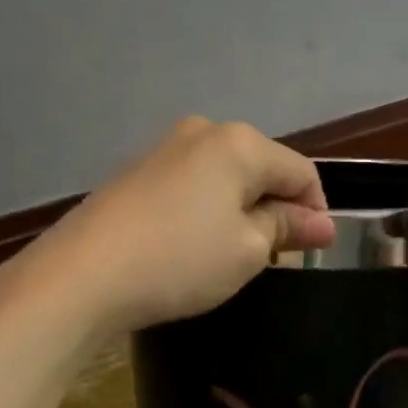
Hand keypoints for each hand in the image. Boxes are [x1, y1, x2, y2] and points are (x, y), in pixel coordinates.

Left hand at [10, 116, 335, 334]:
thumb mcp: (247, 251)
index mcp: (239, 144)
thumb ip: (287, 229)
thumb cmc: (181, 261)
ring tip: (232, 259)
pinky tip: (193, 249)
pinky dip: (207, 214)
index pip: (301, 172)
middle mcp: (203, 132)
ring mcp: (164, 150)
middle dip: (276, 211)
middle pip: (261, 170)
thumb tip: (323, 223)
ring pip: (225, 180)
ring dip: (241, 214)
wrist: (84, 275)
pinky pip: (192, 188)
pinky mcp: (137, 174)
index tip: (312, 253)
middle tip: (272, 260)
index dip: (316, 212)